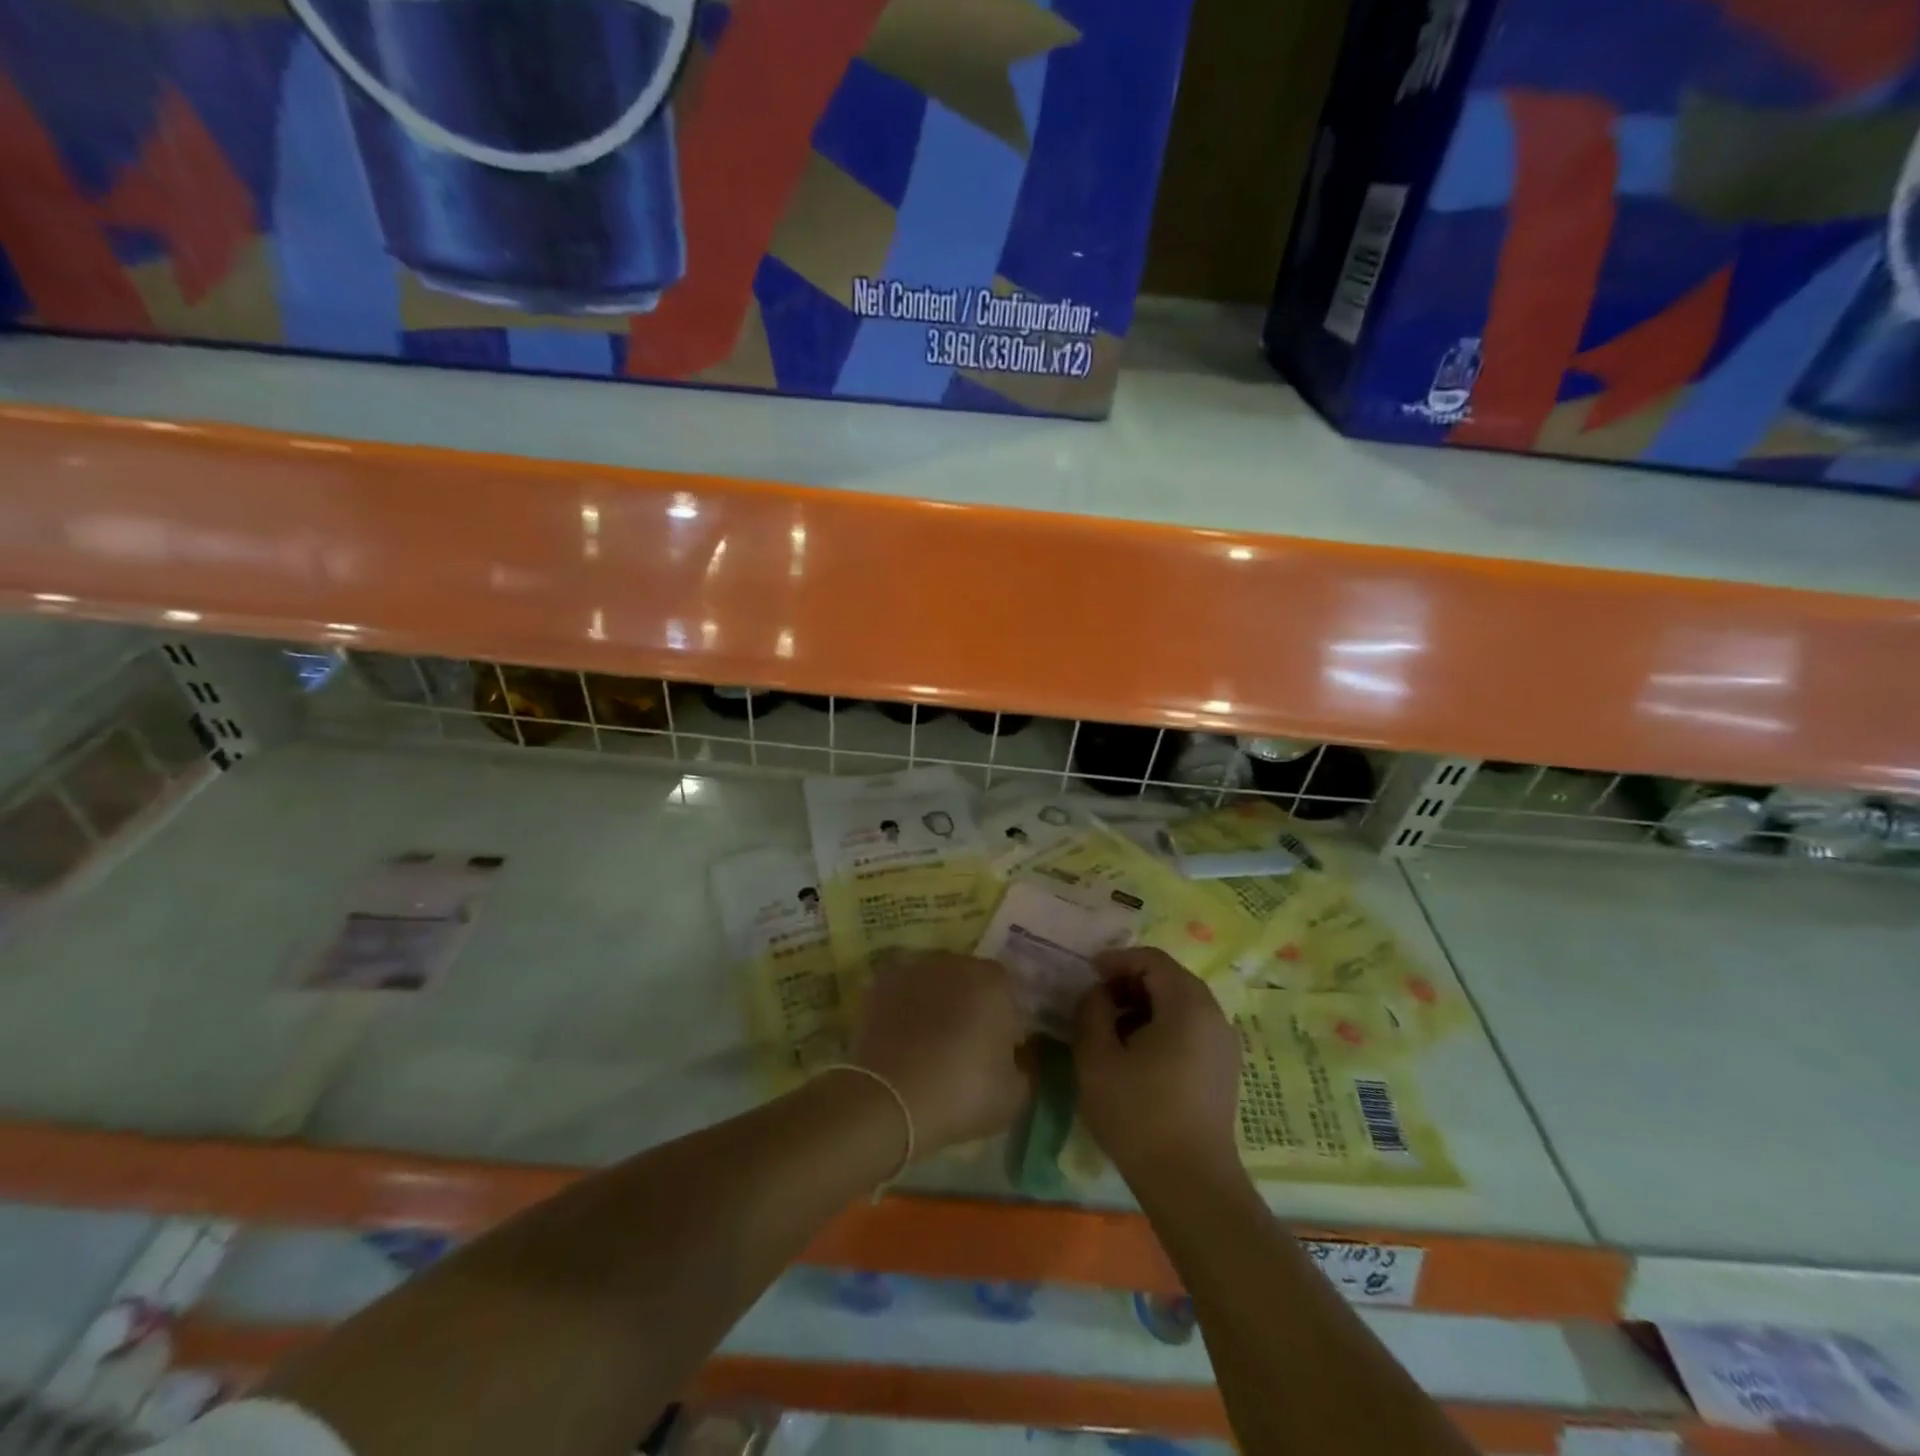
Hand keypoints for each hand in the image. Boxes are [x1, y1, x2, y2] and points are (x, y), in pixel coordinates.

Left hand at [851, 952, 1033, 1155]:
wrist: (892, 1098)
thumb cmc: (963, 1093)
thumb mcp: (1014, 1095)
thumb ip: (1025, 1066)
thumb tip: (1018, 1056)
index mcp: (995, 981)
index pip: (1010, 996)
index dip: (1007, 1024)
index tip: (1001, 1053)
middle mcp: (956, 963)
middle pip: (971, 982)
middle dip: (971, 1007)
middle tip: (965, 1048)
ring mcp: (915, 968)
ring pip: (935, 984)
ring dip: (937, 1004)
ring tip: (928, 1045)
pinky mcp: (881, 983)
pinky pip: (904, 993)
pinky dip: (905, 1009)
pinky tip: (902, 1040)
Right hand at [1073, 948, 1242, 1180]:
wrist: (1190, 1184)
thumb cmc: (1139, 1115)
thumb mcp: (1097, 1058)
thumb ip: (1092, 1012)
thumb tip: (1098, 994)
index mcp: (1187, 1005)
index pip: (1152, 960)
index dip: (1117, 960)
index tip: (1088, 974)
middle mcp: (1213, 1015)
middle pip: (1169, 977)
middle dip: (1130, 981)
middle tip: (1097, 999)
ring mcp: (1223, 1043)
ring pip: (1180, 1003)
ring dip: (1145, 1004)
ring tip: (1112, 1027)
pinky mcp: (1223, 1068)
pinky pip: (1191, 1027)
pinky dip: (1162, 1024)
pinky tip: (1137, 1053)